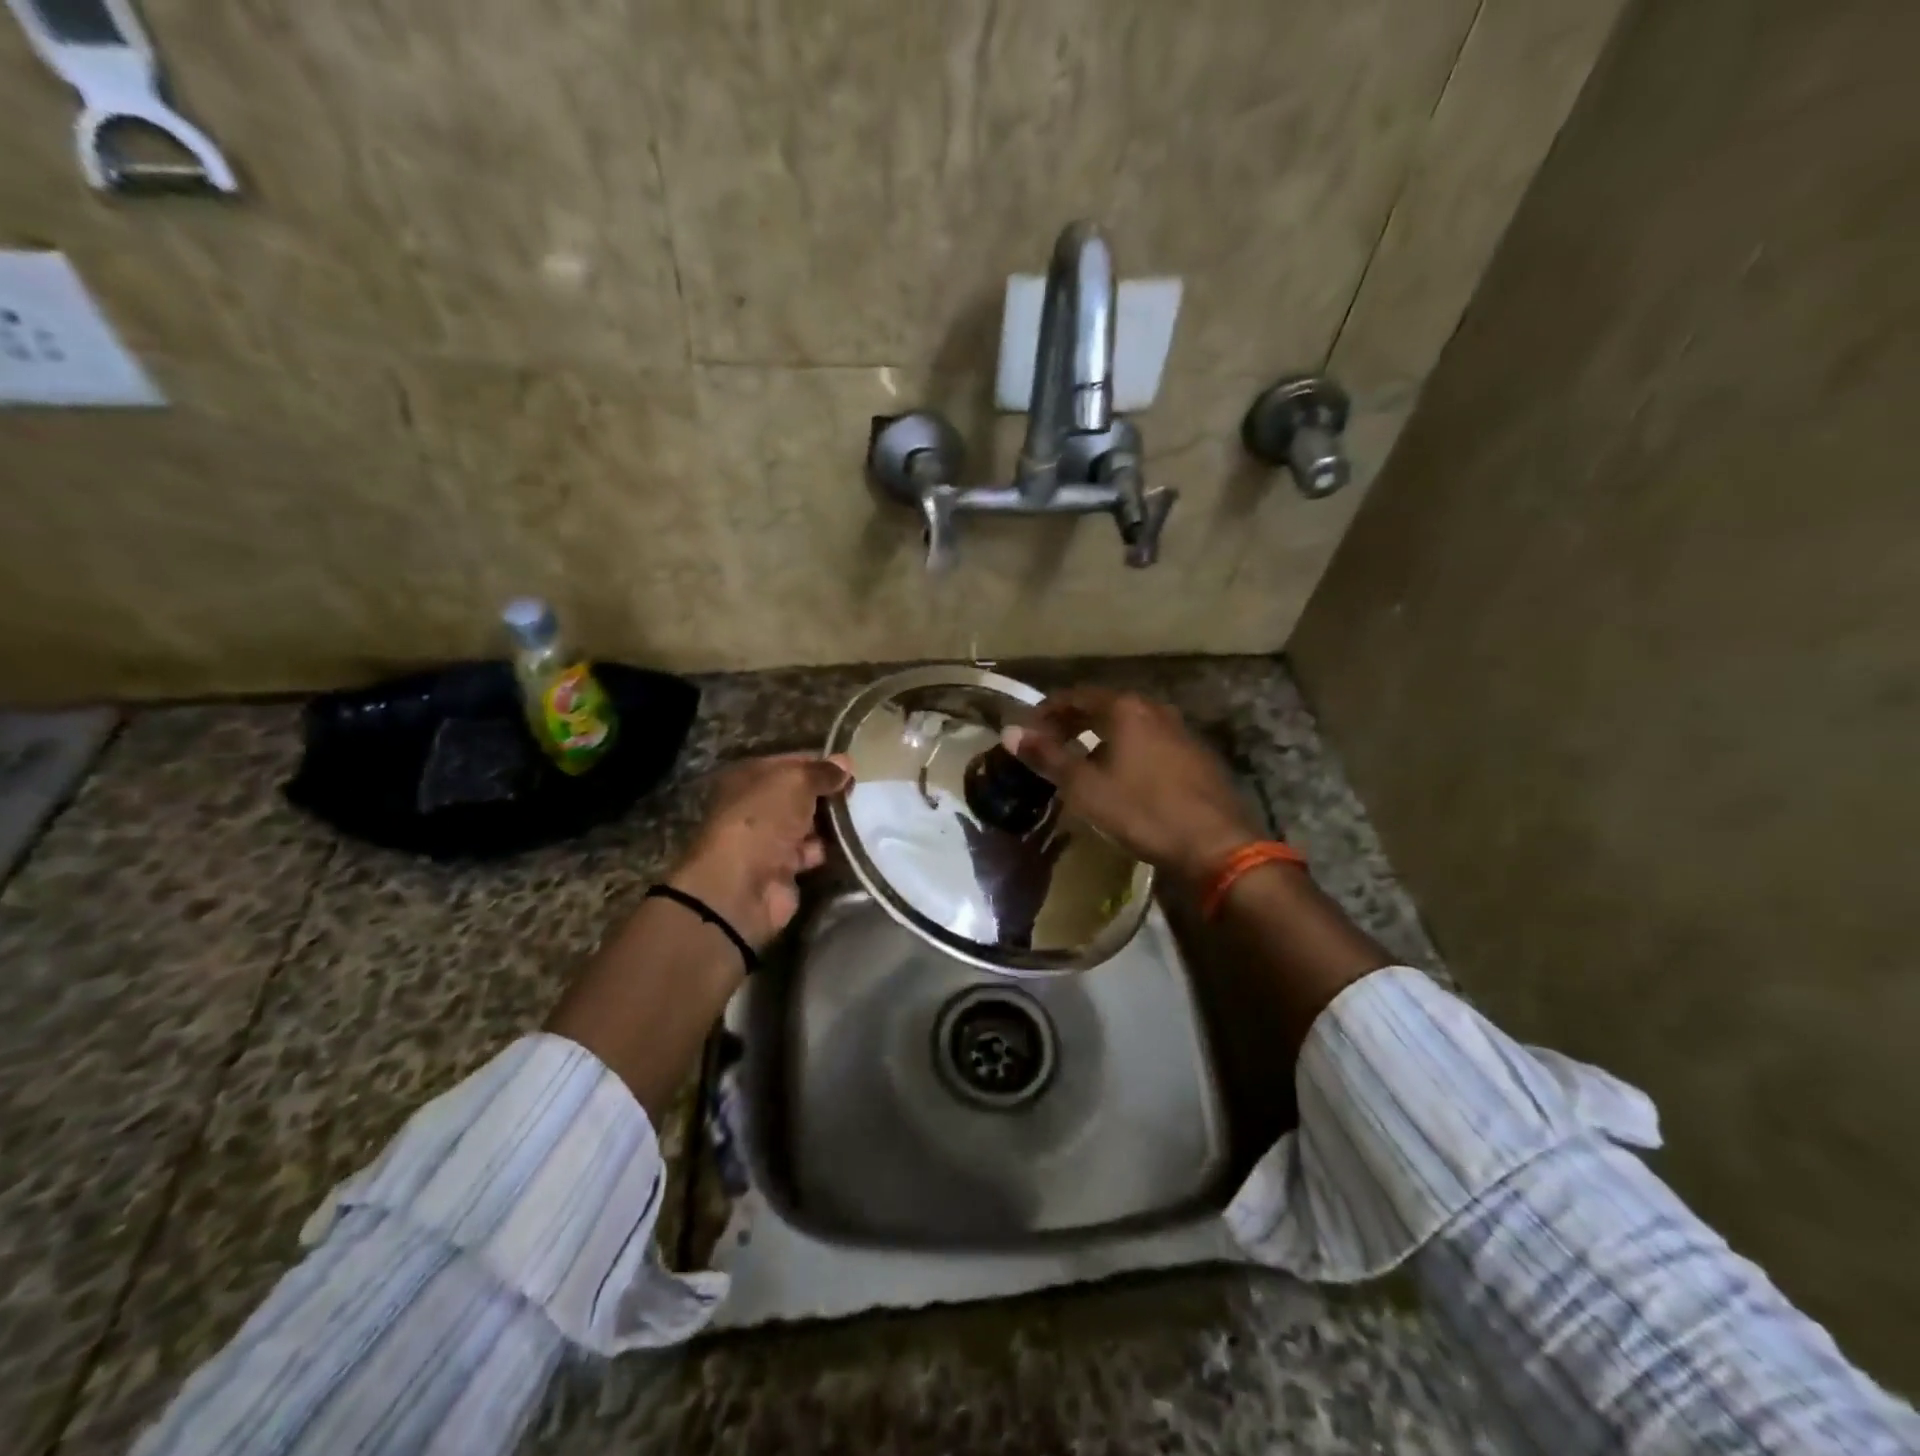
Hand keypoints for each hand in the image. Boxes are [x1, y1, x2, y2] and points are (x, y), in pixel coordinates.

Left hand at [668, 753, 851, 948]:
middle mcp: (756, 806)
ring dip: (829, 824)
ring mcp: (767, 839)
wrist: (742, 885)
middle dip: (827, 795)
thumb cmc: (763, 819)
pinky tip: (848, 845)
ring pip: (806, 824)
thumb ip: (822, 772)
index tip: (849, 770)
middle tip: (857, 795)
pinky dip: (826, 850)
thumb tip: (845, 762)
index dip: (820, 765)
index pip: (790, 763)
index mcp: (749, 778)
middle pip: (799, 795)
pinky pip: (810, 852)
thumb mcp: (795, 782)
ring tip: (859, 819)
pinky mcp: (781, 869)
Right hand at [1004, 688, 1260, 884]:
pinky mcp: (1197, 756)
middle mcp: (1155, 710)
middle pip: (1105, 707)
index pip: (1076, 696)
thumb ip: (1047, 757)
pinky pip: (1152, 742)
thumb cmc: (1143, 811)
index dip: (1048, 710)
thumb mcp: (1085, 788)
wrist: (1216, 845)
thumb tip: (1010, 732)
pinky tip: (1123, 776)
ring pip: (1131, 725)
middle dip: (1074, 722)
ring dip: (1102, 736)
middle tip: (1051, 744)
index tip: (1029, 729)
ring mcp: (1181, 731)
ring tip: (1082, 760)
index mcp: (1126, 709)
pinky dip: (1128, 750)